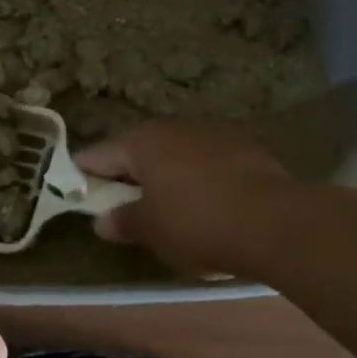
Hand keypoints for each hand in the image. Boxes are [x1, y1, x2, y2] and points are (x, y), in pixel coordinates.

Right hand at [76, 120, 293, 276]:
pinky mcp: (244, 146)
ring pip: (174, 153)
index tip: (79, 197)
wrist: (276, 223)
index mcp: (141, 141)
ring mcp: (211, 132)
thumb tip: (103, 220)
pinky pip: (205, 161)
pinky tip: (206, 204)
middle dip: (127, 177)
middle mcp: (173, 127)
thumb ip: (122, 221)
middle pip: (137, 150)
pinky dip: (197, 178)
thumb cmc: (197, 224)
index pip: (97, 155)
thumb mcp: (151, 230)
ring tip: (167, 209)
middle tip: (123, 208)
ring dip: (165, 176)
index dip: (84, 177)